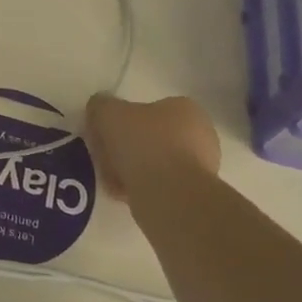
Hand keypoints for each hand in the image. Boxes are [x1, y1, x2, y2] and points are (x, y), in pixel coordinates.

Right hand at [84, 94, 220, 201]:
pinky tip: (123, 193)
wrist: (170, 196)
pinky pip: (160, 187)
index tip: (107, 132)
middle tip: (106, 156)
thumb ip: (101, 105)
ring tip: (111, 178)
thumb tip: (100, 108)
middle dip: (129, 147)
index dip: (125, 120)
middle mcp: (201, 136)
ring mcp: (202, 169)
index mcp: (187, 109)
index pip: (152, 109)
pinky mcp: (194, 196)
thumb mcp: (109, 112)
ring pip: (156, 164)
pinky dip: (140, 188)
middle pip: (153, 137)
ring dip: (133, 170)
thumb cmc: (144, 143)